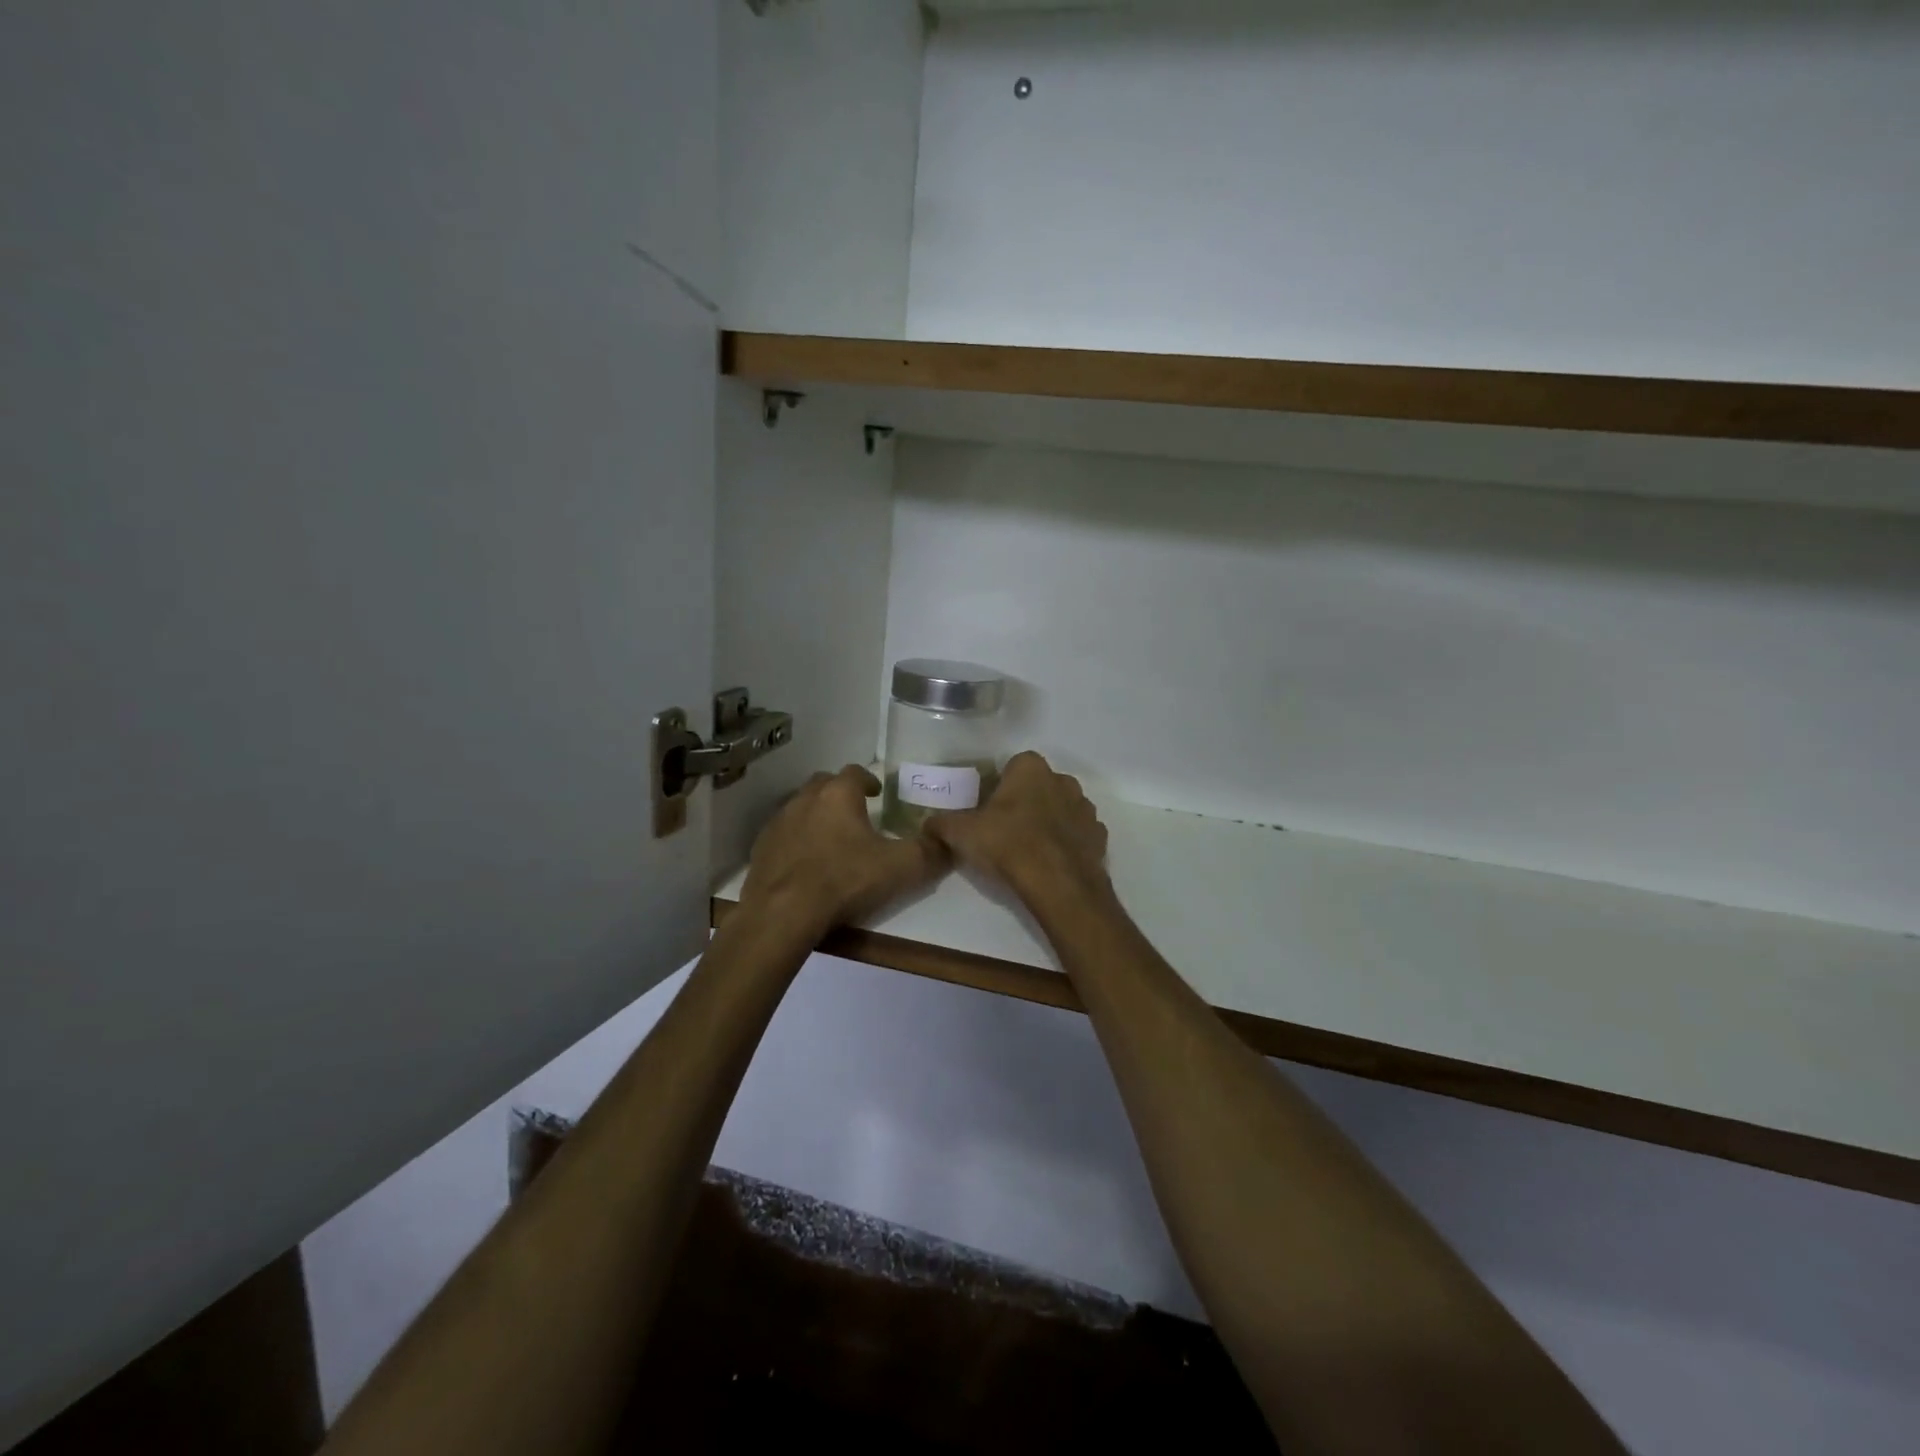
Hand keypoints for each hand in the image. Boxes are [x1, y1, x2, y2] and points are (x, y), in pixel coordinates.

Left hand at [740, 766, 949, 934]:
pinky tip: (805, 863)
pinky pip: (783, 835)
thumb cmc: (844, 881)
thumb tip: (949, 842)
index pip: (855, 772)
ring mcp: (778, 823)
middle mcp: (805, 799)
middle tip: (855, 813)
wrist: (782, 914)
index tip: (877, 794)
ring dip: (816, 816)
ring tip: (831, 839)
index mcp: (838, 795)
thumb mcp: (900, 868)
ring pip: (800, 808)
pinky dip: (796, 840)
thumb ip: (930, 852)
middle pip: (824, 784)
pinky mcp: (760, 848)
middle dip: (840, 794)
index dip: (868, 780)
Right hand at [926, 751, 1110, 911]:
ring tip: (1028, 849)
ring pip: (1061, 808)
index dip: (999, 786)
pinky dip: (1067, 843)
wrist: (1057, 882)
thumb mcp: (962, 833)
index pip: (1012, 766)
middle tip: (1005, 829)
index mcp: (1030, 768)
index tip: (988, 809)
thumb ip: (942, 823)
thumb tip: (928, 823)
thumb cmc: (1007, 844)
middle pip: (1038, 786)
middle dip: (1025, 802)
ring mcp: (1085, 808)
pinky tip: (1051, 862)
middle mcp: (1062, 779)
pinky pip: (1078, 834)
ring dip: (1048, 821)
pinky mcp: (1099, 836)